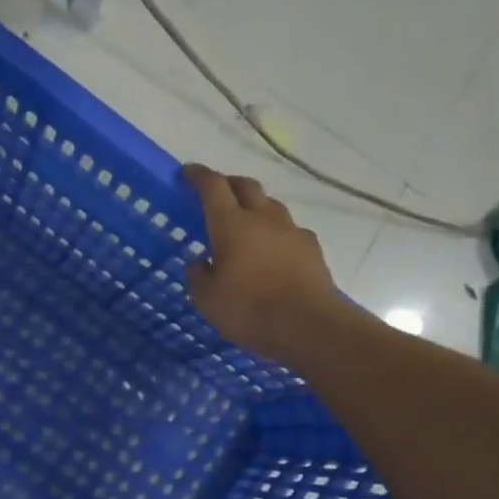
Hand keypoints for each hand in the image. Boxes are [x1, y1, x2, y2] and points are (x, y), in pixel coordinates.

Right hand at [183, 163, 347, 364]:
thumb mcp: (207, 299)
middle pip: (246, 186)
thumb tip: (201, 262)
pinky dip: (277, 234)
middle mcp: (263, 218)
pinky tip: (273, 252)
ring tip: (246, 225)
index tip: (186, 173)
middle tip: (216, 194)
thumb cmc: (249, 309)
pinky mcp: (312, 248)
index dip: (197, 176)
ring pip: (270, 206)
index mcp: (231, 224)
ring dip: (255, 208)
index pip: (212, 186)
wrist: (307, 324)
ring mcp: (291, 231)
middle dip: (228, 184)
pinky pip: (290, 231)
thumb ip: (198, 275)